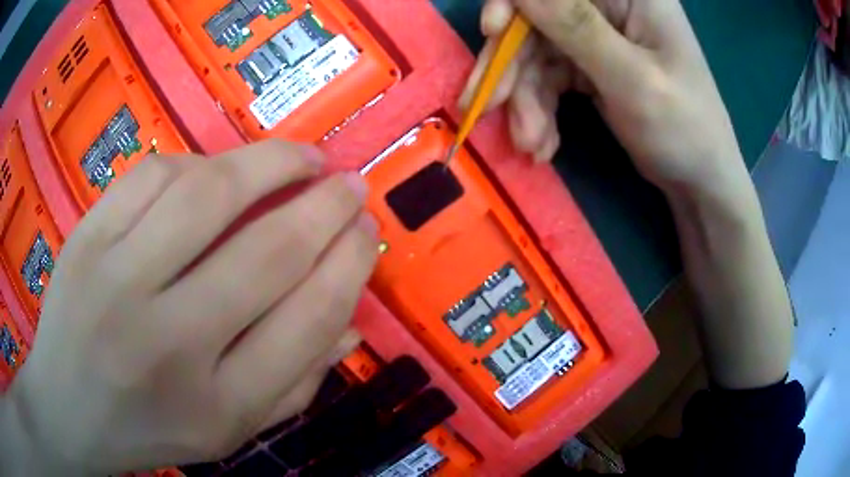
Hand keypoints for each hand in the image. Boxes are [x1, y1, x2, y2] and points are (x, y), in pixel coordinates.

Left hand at [0, 141, 377, 474]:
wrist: (68, 409)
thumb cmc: (150, 428)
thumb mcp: (230, 431)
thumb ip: (295, 383)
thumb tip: (351, 322)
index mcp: (219, 406)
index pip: (308, 320)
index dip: (350, 264)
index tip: (367, 230)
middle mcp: (169, 344)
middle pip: (267, 252)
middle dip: (326, 206)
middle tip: (351, 182)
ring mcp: (117, 282)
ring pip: (207, 195)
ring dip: (270, 163)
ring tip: (301, 158)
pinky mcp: (87, 238)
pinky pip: (153, 176)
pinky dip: (198, 163)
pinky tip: (215, 173)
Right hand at [461, 0, 746, 195]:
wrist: (699, 181)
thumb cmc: (684, 130)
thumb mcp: (632, 79)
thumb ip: (576, 27)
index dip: (514, 2)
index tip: (491, 34)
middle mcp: (609, 6)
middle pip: (537, 18)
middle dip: (513, 66)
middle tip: (490, 108)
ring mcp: (597, 35)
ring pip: (536, 52)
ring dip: (525, 99)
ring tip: (530, 143)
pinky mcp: (589, 62)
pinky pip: (548, 77)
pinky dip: (539, 109)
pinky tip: (542, 142)